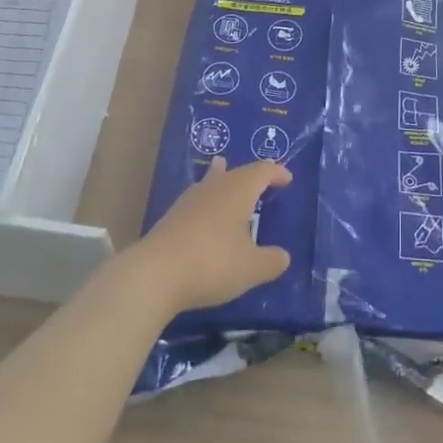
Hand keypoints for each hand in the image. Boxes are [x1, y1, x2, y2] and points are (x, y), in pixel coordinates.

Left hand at [124, 157, 291, 314]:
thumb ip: (271, 261)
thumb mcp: (251, 268)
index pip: (262, 171)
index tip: (287, 179)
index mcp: (239, 190)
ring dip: (222, 179)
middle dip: (250, 175)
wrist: (155, 274)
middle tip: (262, 181)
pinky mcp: (171, 217)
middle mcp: (215, 187)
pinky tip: (203, 213)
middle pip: (236, 172)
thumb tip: (283, 257)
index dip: (277, 173)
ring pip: (211, 181)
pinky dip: (207, 201)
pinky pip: (197, 200)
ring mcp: (189, 201)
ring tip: (222, 168)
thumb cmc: (213, 262)